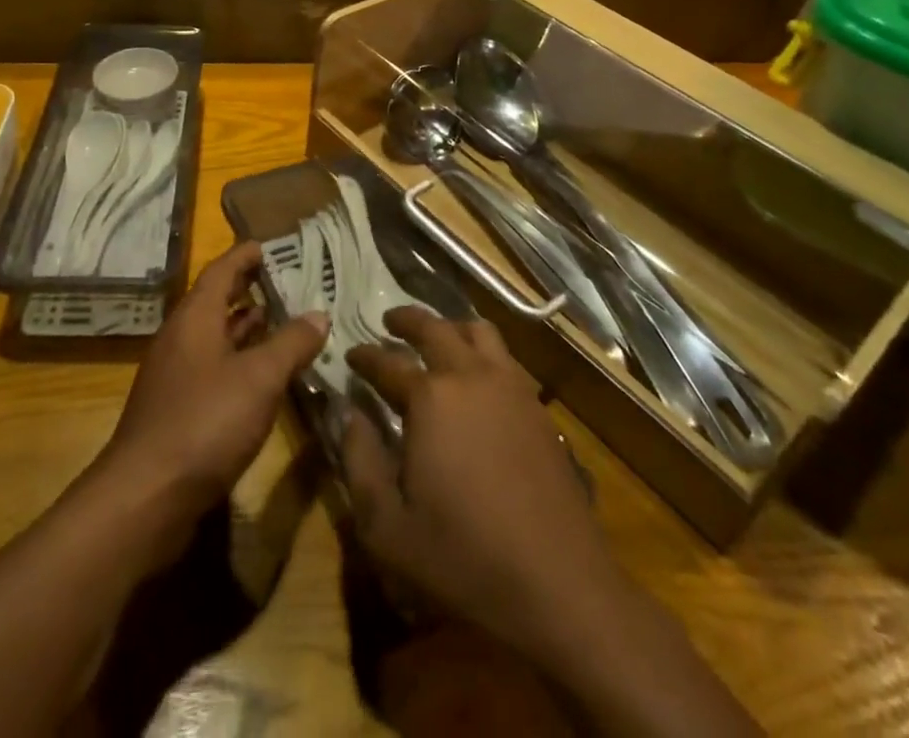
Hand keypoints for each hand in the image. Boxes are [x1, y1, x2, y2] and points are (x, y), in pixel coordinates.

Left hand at [100, 242, 327, 525]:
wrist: (145, 497)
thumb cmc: (205, 422)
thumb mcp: (259, 378)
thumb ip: (291, 343)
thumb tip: (319, 314)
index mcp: (195, 317)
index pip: (222, 270)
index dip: (246, 255)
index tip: (273, 245)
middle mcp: (181, 338)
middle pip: (217, 300)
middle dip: (250, 288)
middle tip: (288, 281)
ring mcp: (175, 375)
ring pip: (215, 336)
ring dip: (246, 326)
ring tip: (283, 320)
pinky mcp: (177, 408)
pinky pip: (213, 367)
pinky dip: (239, 360)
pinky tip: (263, 375)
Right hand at [341, 307, 616, 661]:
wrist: (560, 587)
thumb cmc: (464, 560)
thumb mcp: (387, 527)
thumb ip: (359, 461)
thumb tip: (347, 412)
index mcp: (430, 398)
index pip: (387, 362)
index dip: (365, 356)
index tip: (350, 354)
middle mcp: (471, 376)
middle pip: (435, 328)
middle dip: (407, 320)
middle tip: (389, 322)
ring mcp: (512, 388)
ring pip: (479, 332)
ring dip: (451, 326)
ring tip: (436, 338)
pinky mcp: (539, 409)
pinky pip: (507, 358)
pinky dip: (483, 351)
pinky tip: (478, 376)